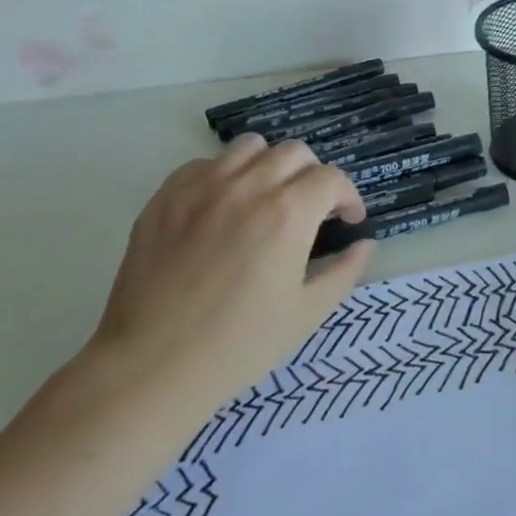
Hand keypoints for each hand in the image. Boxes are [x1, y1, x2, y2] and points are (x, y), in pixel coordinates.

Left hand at [84, 134, 372, 409]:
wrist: (151, 368)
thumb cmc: (239, 346)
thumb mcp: (307, 313)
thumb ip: (345, 271)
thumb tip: (364, 243)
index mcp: (288, 213)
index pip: (331, 179)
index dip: (348, 197)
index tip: (348, 221)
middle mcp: (247, 186)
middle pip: (295, 153)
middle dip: (313, 177)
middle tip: (311, 211)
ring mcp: (201, 188)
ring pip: (249, 147)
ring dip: (269, 165)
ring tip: (266, 198)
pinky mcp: (164, 198)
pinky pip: (203, 164)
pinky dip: (224, 175)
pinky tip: (222, 208)